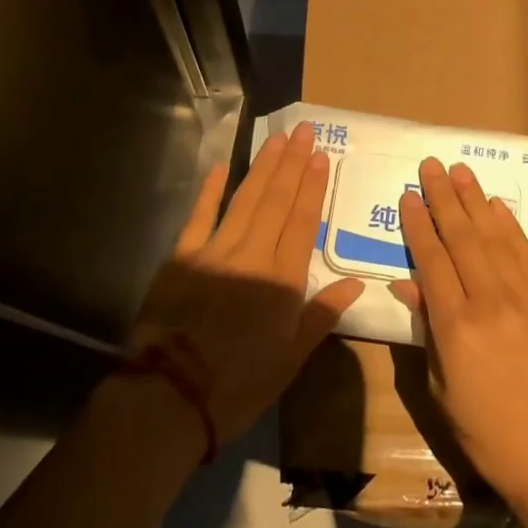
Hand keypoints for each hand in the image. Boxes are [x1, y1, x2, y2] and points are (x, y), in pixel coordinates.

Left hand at [129, 121, 364, 443]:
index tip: (321, 156)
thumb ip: (322, 315)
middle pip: (276, 200)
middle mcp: (252, 254)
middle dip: (292, 163)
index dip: (313, 187)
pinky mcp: (182, 256)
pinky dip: (212, 189)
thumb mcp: (291, 358)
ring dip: (263, 167)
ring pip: (245, 199)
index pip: (302, 222)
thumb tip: (356, 283)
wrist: (171, 396)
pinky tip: (222, 166)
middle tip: (304, 131)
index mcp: (282, 279)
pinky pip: (200, 214)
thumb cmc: (239, 383)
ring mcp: (215, 250)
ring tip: (277, 139)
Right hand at [390, 157, 527, 512]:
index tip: (408, 195)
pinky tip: (496, 207)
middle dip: (443, 198)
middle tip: (431, 164)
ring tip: (460, 171)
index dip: (418, 225)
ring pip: (495, 239)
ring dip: (475, 201)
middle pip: (462, 238)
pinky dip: (511, 228)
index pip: (432, 260)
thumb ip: (426, 329)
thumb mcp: (441, 388)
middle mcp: (491, 303)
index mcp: (456, 328)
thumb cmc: (487, 433)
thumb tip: (407, 283)